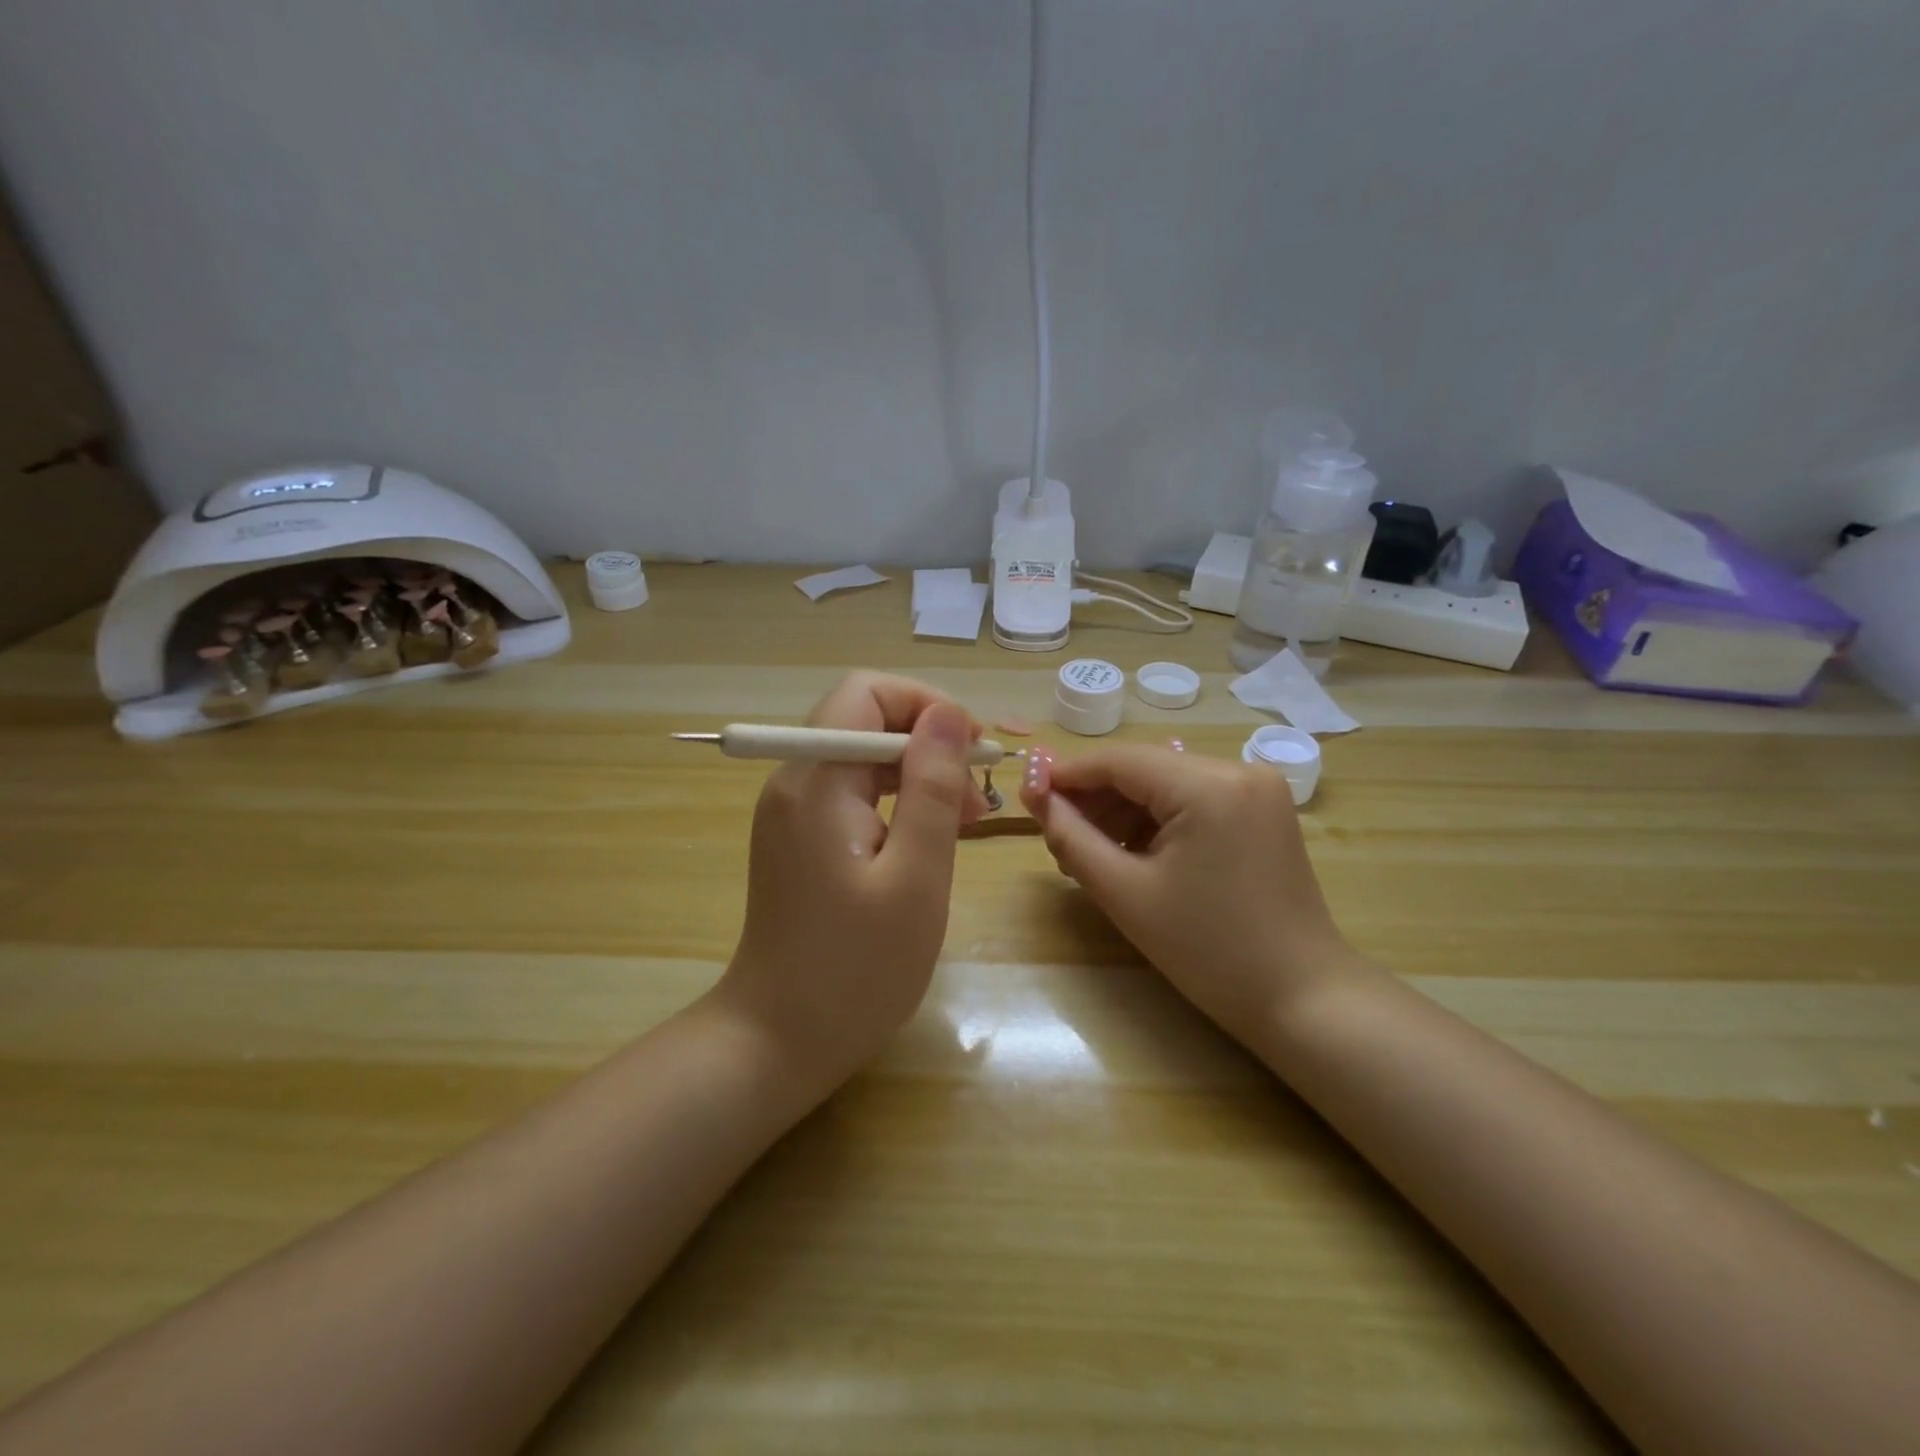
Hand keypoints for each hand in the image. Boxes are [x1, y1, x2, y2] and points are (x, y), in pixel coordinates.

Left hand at [715, 672, 988, 1094]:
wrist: (778, 1041)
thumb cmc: (856, 969)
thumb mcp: (915, 877)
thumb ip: (932, 787)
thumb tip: (948, 712)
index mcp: (815, 781)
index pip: (865, 693)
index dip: (925, 705)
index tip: (970, 752)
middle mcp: (794, 781)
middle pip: (864, 720)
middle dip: (928, 743)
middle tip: (975, 799)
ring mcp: (792, 811)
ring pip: (862, 757)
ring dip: (917, 774)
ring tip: (964, 822)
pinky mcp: (800, 837)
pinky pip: (853, 792)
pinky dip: (896, 801)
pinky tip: (927, 840)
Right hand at [1019, 742, 1358, 1047]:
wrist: (1302, 998)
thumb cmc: (1209, 951)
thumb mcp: (1126, 893)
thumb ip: (1072, 838)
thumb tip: (1036, 798)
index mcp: (1209, 784)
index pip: (1119, 761)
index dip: (1068, 776)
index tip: (1028, 796)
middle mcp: (1238, 769)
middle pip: (1144, 769)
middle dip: (1095, 799)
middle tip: (1056, 837)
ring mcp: (1257, 788)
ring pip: (1167, 784)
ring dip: (1124, 811)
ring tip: (1090, 853)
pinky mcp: (1263, 810)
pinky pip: (1194, 800)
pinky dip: (1158, 821)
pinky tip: (1133, 853)